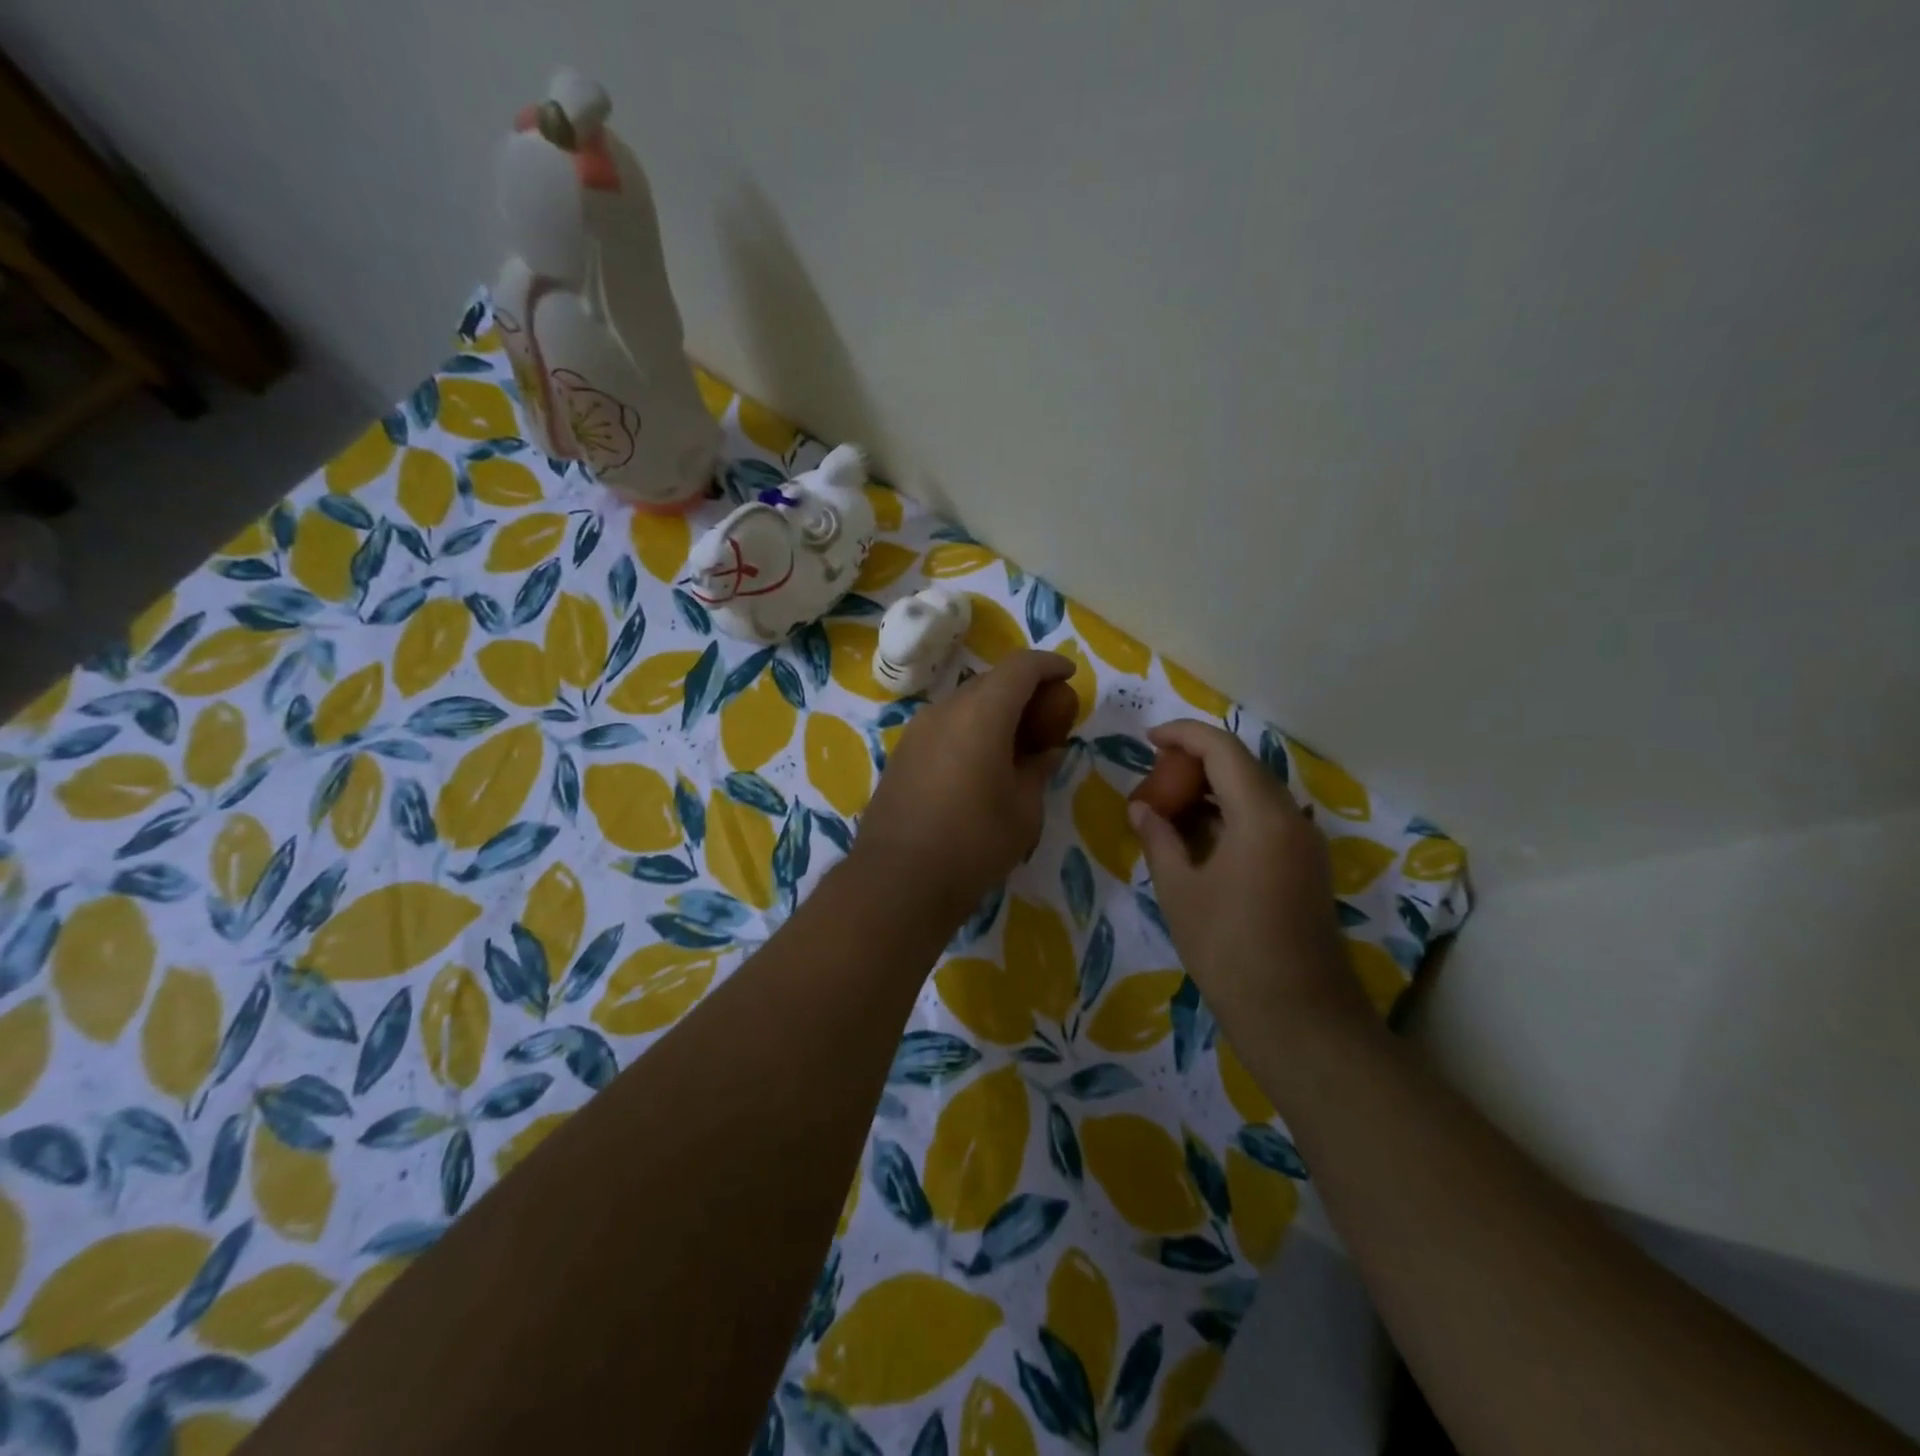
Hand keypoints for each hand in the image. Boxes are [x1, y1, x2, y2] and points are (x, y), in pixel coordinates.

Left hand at [851, 651, 1072, 926]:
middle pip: (990, 681)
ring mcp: (917, 731)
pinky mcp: (902, 754)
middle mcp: (944, 710)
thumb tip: (1045, 751)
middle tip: (1047, 715)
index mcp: (981, 714)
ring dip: (993, 710)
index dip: (1049, 665)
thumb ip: (1038, 769)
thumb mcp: (1024, 810)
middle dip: (1022, 689)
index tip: (1068, 676)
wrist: (898, 881)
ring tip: (1015, 741)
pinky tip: (980, 762)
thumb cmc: (973, 844)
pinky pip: (944, 726)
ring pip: (963, 703)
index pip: (1020, 667)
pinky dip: (969, 729)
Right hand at [1128, 720, 1374, 1063]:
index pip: (1223, 749)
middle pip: (1243, 766)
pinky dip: (1231, 814)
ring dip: (1214, 789)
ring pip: (1256, 794)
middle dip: (1197, 762)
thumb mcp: (1180, 890)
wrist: (1296, 1015)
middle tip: (1155, 779)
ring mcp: (1305, 844)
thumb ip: (1159, 839)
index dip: (1184, 735)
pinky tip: (1199, 836)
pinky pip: (1266, 820)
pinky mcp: (1306, 867)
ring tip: (1170, 806)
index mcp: (1261, 815)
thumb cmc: (1229, 948)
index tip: (1148, 739)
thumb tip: (1141, 809)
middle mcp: (1292, 818)